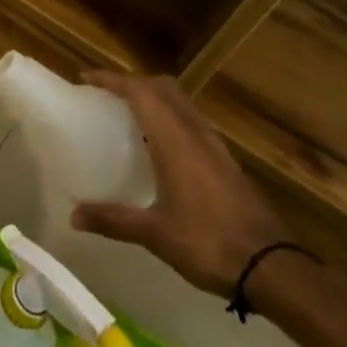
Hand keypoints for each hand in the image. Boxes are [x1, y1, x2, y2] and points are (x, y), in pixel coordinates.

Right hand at [70, 72, 286, 296]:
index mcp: (175, 140)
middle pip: (163, 88)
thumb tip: (74, 215)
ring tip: (130, 116)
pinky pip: (192, 123)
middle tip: (107, 95)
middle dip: (134, 83)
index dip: (112, 79)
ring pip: (181, 103)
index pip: (140, 91)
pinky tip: (161, 148)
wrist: (273, 268)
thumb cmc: (208, 243)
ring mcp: (215, 146)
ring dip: (155, 99)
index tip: (85, 79)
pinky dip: (171, 119)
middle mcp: (195, 133)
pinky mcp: (227, 162)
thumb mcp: (154, 234)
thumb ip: (113, 220)